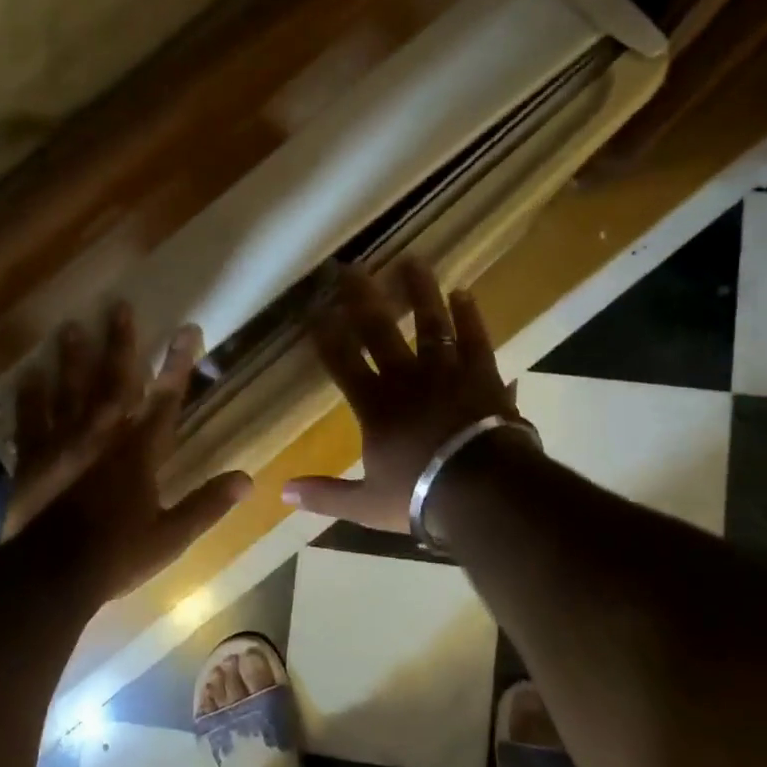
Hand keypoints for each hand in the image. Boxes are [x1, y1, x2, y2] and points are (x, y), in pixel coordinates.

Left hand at [14, 303, 252, 603]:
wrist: (50, 575)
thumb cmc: (116, 555)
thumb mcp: (170, 537)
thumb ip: (207, 505)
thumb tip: (248, 479)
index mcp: (139, 452)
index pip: (166, 399)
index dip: (178, 363)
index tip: (188, 329)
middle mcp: (103, 435)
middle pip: (114, 380)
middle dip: (121, 343)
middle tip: (118, 306)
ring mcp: (63, 443)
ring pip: (70, 389)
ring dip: (73, 357)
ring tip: (71, 326)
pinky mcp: (32, 458)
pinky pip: (31, 418)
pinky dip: (30, 396)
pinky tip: (29, 373)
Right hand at [283, 259, 521, 532]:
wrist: (484, 492)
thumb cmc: (421, 497)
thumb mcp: (366, 504)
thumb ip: (325, 495)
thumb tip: (282, 492)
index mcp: (376, 407)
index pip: (343, 363)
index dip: (327, 336)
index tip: (314, 310)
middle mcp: (406, 380)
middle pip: (379, 331)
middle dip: (362, 299)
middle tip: (350, 268)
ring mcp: (446, 373)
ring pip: (429, 324)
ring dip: (419, 292)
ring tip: (411, 262)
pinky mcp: (482, 375)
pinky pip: (474, 339)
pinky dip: (469, 317)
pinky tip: (463, 293)